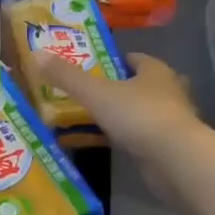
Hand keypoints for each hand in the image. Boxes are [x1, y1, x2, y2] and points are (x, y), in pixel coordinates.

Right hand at [31, 51, 210, 173]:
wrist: (176, 161)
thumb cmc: (138, 115)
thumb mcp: (96, 93)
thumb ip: (67, 76)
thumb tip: (38, 53)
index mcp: (155, 71)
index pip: (134, 58)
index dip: (113, 61)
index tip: (91, 68)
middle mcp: (169, 91)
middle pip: (140, 85)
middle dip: (118, 89)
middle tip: (89, 94)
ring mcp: (173, 122)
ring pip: (143, 112)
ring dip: (124, 116)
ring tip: (93, 120)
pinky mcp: (172, 149)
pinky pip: (144, 138)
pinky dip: (129, 140)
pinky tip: (109, 145)